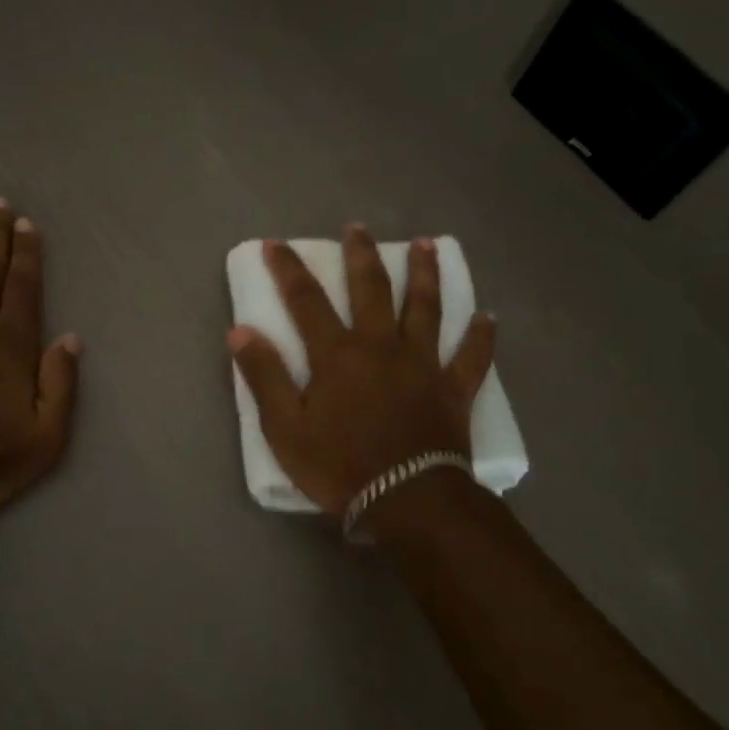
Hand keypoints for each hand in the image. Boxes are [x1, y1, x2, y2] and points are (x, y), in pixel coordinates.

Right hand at [228, 225, 494, 518]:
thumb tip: (240, 331)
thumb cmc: (339, 466)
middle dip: (361, 255)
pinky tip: (488, 318)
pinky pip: (472, 357)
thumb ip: (264, 377)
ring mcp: (423, 364)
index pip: (306, 300)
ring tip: (427, 245)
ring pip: (426, 309)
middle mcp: (381, 346)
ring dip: (425, 275)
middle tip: (358, 228)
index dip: (289, 269)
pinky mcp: (454, 389)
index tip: (277, 244)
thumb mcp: (284, 428)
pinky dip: (481, 337)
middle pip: (372, 289)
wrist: (407, 501)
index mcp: (337, 354)